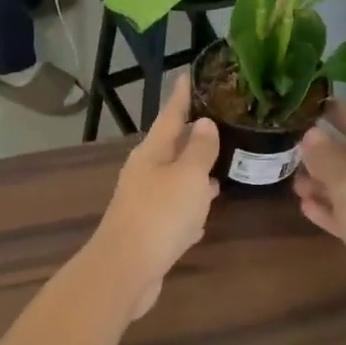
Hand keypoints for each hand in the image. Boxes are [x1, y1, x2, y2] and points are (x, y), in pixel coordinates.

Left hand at [90, 74, 220, 317]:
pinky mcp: (149, 231)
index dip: (181, 96)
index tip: (188, 74)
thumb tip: (203, 123)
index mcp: (152, 153)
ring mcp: (145, 202)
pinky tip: (203, 216)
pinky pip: (175, 212)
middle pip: (171, 147)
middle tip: (217, 122)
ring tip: (219, 169)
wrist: (125, 270)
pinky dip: (189, 209)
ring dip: (194, 174)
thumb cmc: (160, 215)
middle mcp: (145, 173)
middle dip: (192, 136)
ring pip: (175, 180)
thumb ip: (199, 149)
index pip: (170, 115)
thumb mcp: (187, 176)